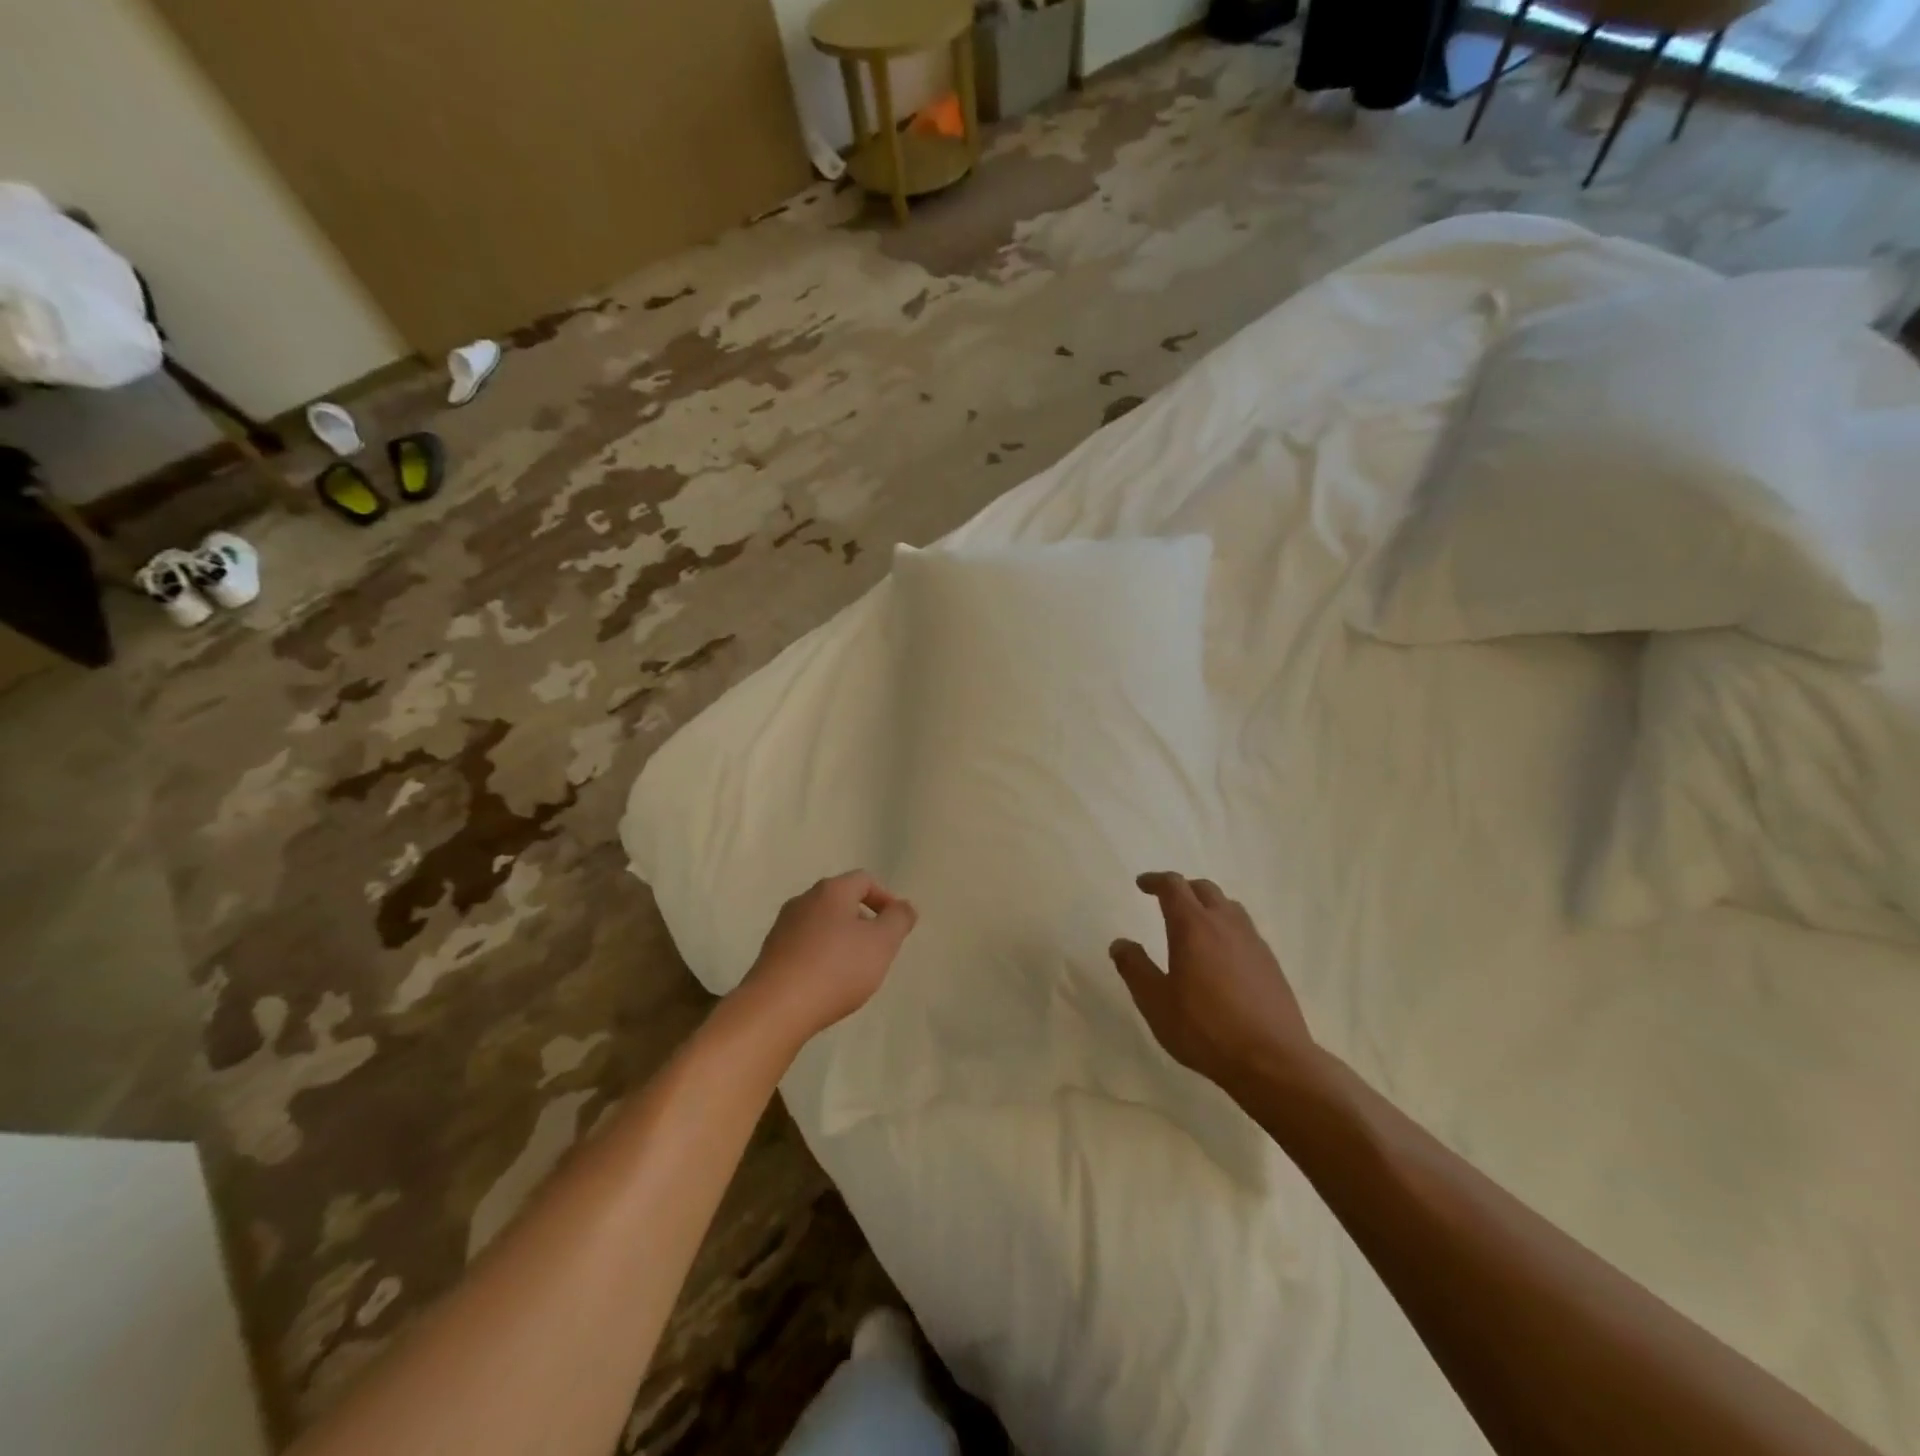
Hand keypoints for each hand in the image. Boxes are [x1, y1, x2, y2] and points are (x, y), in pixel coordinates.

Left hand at [739, 871, 917, 1042]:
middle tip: (877, 949)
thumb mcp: (882, 944)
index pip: (864, 880)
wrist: (776, 1008)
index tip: (896, 926)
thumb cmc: (836, 969)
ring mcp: (783, 926)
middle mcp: (804, 900)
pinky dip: (821, 955)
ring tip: (853, 969)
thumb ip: (898, 920)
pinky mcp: (771, 952)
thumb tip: (904, 907)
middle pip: (841, 900)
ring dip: (841, 939)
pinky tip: (827, 982)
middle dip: (863, 920)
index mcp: (831, 891)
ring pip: (822, 923)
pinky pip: (804, 945)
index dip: (885, 898)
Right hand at [1110, 872, 1316, 1094]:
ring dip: (1208, 905)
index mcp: (1193, 926)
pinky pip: (1245, 930)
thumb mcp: (1155, 1002)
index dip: (1155, 881)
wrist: (1272, 1061)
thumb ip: (1135, 968)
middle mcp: (1225, 924)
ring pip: (1229, 907)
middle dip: (1182, 889)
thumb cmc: (1205, 1029)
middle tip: (1166, 900)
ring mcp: (1253, 942)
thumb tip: (1120, 944)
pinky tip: (1222, 955)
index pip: (1173, 886)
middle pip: (1204, 889)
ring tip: (1195, 924)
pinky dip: (1227, 928)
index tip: (1142, 884)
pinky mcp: (1270, 963)